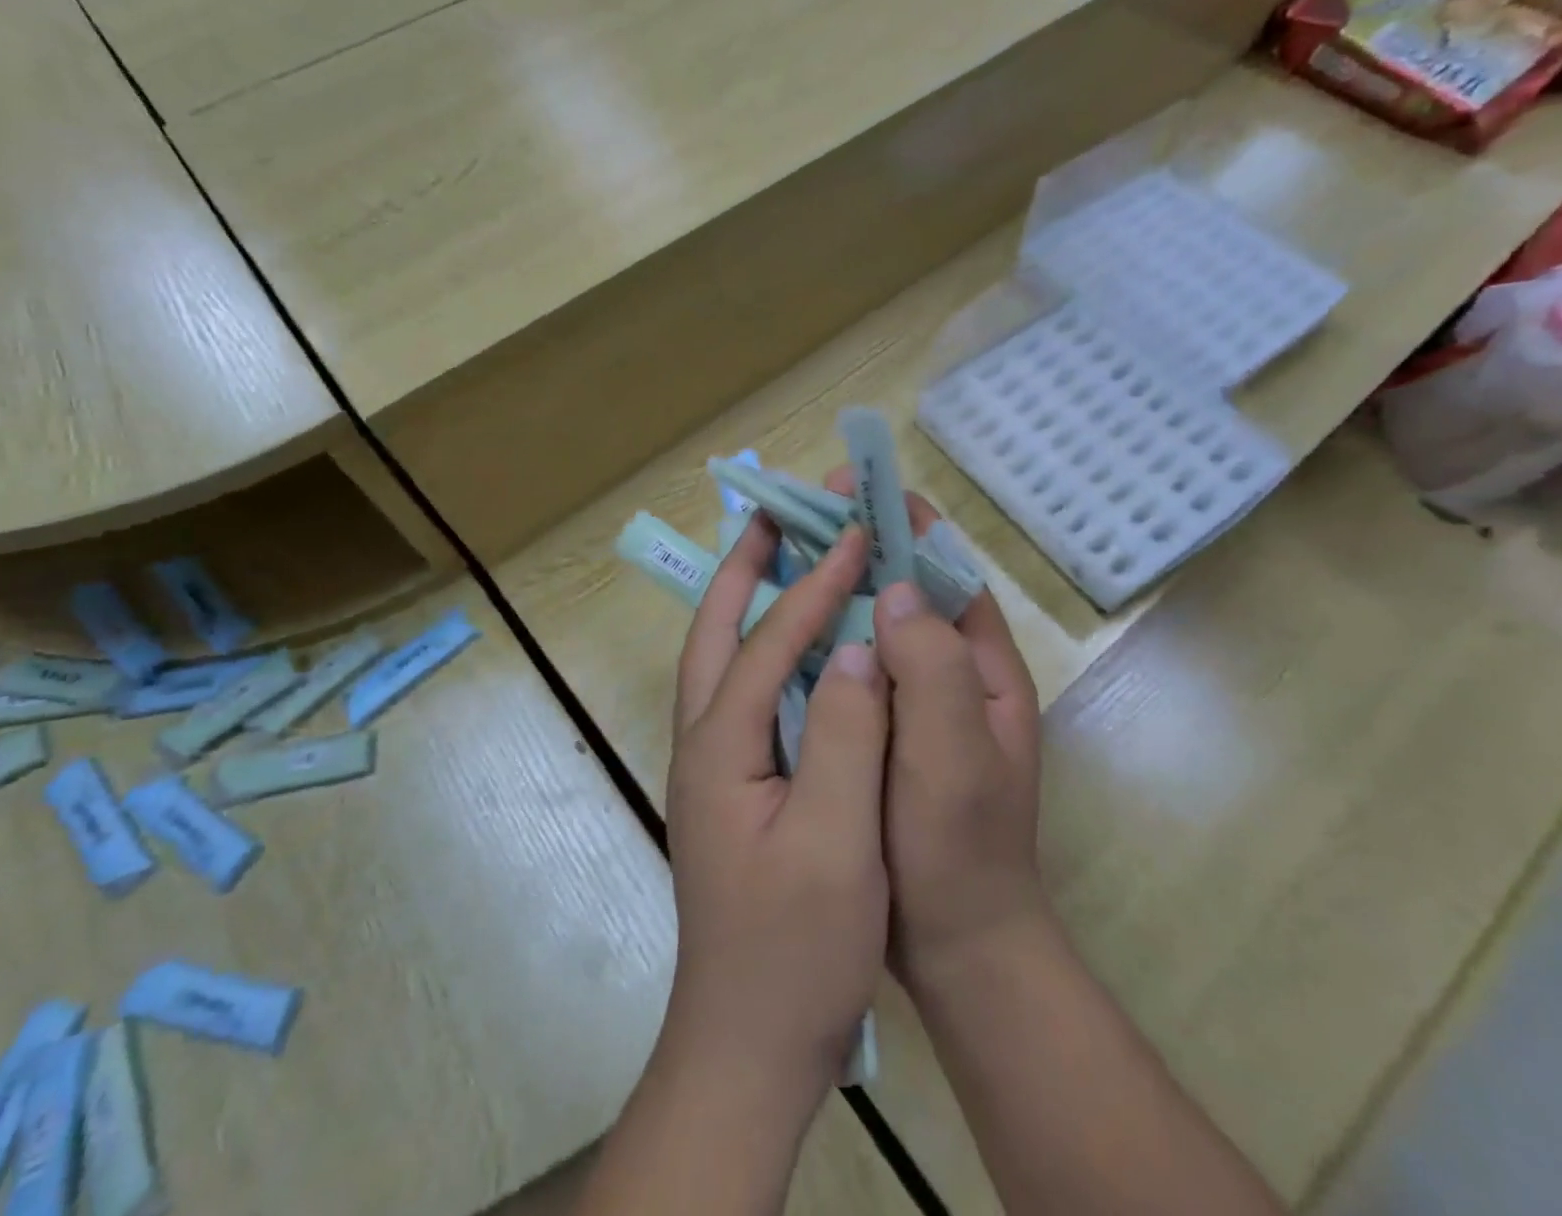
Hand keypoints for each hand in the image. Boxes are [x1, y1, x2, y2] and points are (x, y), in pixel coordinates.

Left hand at [664, 514, 891, 1115]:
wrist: (749, 1048)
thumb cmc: (795, 951)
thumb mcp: (836, 846)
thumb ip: (847, 738)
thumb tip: (858, 648)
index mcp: (720, 748)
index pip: (769, 642)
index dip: (814, 586)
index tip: (854, 535)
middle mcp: (703, 743)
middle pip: (715, 634)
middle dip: (741, 568)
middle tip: (771, 514)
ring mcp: (712, 767)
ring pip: (721, 660)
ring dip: (746, 600)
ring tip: (779, 555)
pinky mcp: (732, 787)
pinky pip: (743, 693)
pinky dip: (765, 648)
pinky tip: (797, 645)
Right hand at [824, 470, 1045, 996]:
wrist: (958, 944)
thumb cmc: (959, 846)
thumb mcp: (953, 755)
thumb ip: (934, 666)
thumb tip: (897, 585)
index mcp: (982, 665)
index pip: (945, 568)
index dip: (900, 520)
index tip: (848, 488)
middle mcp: (953, 670)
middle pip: (909, 586)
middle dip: (860, 542)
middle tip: (801, 515)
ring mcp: (919, 700)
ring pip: (878, 623)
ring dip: (838, 584)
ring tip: (783, 555)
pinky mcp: (887, 727)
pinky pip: (857, 664)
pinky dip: (826, 635)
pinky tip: (783, 629)